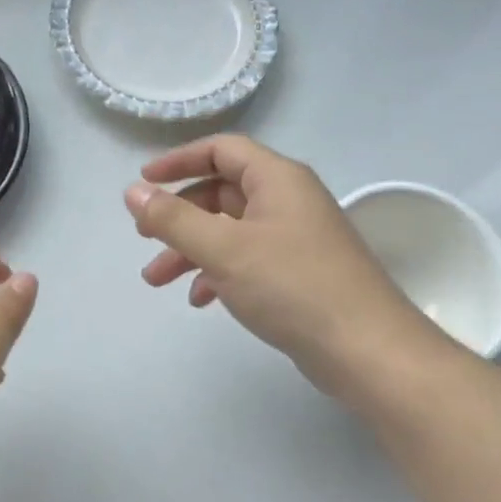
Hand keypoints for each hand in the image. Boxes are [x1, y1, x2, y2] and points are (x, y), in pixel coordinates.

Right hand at [126, 135, 435, 400]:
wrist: (368, 352)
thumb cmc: (292, 286)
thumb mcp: (223, 248)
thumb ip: (172, 218)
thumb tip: (132, 191)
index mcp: (277, 179)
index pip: (221, 149)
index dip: (178, 160)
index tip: (143, 181)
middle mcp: (288, 200)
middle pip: (221, 192)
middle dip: (178, 216)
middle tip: (144, 236)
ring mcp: (295, 238)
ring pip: (230, 230)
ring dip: (191, 249)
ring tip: (156, 280)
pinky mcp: (299, 273)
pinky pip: (247, 259)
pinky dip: (218, 272)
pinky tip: (200, 299)